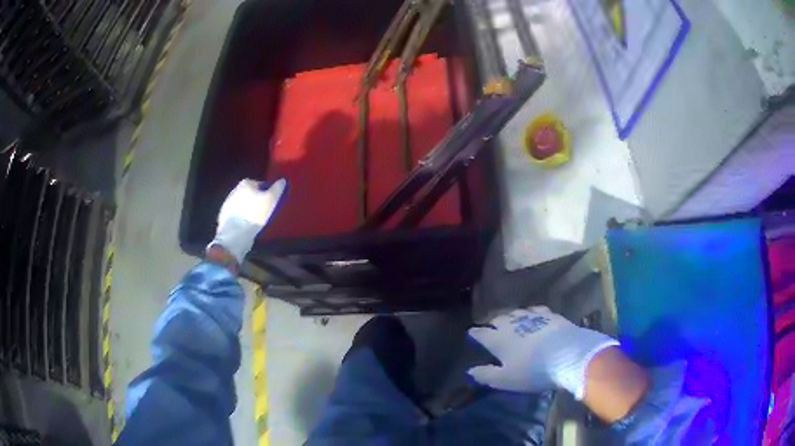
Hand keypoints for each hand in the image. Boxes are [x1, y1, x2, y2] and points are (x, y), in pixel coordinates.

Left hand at [208, 178, 285, 263]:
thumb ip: (277, 189)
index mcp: (245, 183)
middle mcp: (234, 190)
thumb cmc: (254, 214)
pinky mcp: (224, 216)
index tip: (272, 201)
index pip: (260, 184)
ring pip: (242, 204)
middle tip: (265, 210)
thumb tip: (282, 180)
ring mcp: (227, 203)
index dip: (267, 192)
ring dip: (248, 209)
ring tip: (256, 220)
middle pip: (250, 193)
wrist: (235, 235)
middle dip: (256, 199)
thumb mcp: (271, 200)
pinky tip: (247, 225)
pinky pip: (236, 214)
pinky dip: (241, 217)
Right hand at [467, 306, 617, 399]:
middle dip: (493, 322)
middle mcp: (512, 324)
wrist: (568, 354)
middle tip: (491, 326)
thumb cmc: (533, 371)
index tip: (471, 333)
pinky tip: (533, 315)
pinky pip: (535, 310)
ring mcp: (532, 317)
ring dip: (511, 316)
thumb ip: (486, 374)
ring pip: (516, 312)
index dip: (475, 333)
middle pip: (498, 319)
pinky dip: (530, 313)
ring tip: (510, 320)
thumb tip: (470, 370)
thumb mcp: (505, 379)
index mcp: (498, 339)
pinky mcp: (550, 315)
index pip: (481, 333)